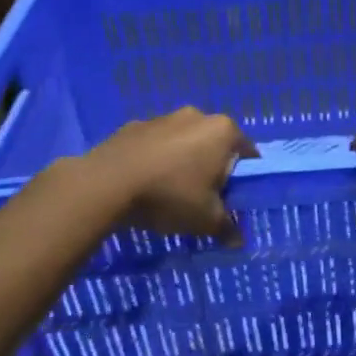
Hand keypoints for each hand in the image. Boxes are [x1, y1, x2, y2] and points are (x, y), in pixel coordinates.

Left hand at [88, 108, 256, 243]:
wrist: (107, 183)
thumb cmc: (170, 195)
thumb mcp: (205, 219)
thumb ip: (227, 227)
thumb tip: (238, 240)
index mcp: (223, 131)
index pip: (247, 153)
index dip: (245, 177)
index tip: (235, 198)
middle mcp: (197, 115)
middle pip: (215, 144)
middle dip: (212, 166)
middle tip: (204, 196)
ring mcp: (163, 117)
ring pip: (184, 141)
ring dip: (183, 160)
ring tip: (170, 191)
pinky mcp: (134, 125)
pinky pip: (155, 143)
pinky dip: (156, 158)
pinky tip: (145, 182)